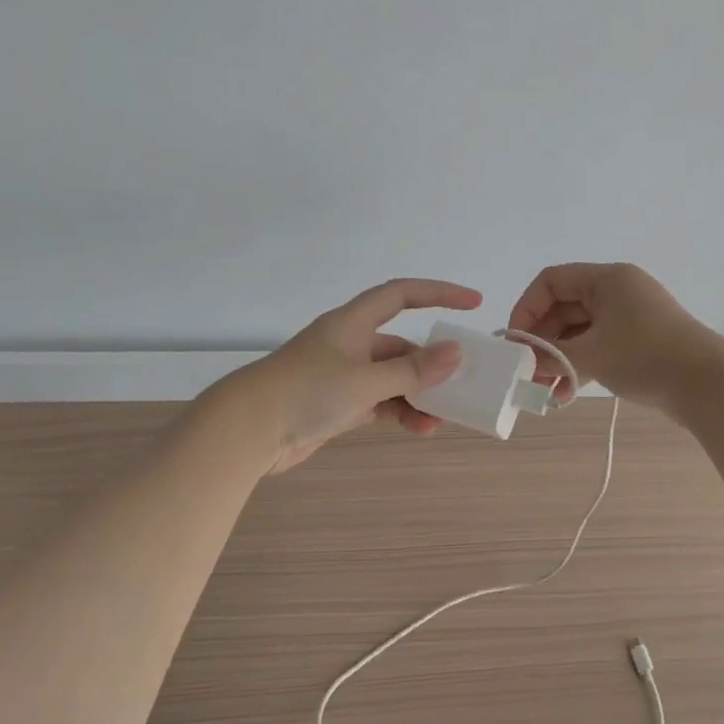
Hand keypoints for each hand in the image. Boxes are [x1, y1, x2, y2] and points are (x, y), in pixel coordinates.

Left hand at [220, 278, 482, 473]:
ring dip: (417, 396)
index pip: (401, 294)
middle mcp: (349, 343)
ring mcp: (341, 375)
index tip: (473, 303)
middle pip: (400, 345)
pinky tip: (418, 428)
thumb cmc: (308, 391)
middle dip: (430, 364)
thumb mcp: (366, 380)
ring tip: (439, 419)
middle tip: (460, 384)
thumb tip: (455, 353)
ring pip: (391, 378)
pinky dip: (399, 411)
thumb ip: (412, 370)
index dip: (438, 293)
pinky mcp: (336, 404)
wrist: (250, 430)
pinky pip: (379, 401)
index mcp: (352, 323)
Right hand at [508, 262, 723, 408]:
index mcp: (606, 280)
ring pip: (579, 331)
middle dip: (542, 341)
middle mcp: (617, 291)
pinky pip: (598, 345)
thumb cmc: (645, 357)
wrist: (708, 386)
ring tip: (544, 390)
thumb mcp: (589, 356)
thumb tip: (520, 357)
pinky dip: (580, 365)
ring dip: (559, 358)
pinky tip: (566, 394)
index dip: (526, 309)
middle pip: (563, 308)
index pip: (550, 281)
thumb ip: (549, 354)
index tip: (516, 342)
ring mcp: (629, 316)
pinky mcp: (638, 340)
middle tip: (526, 371)